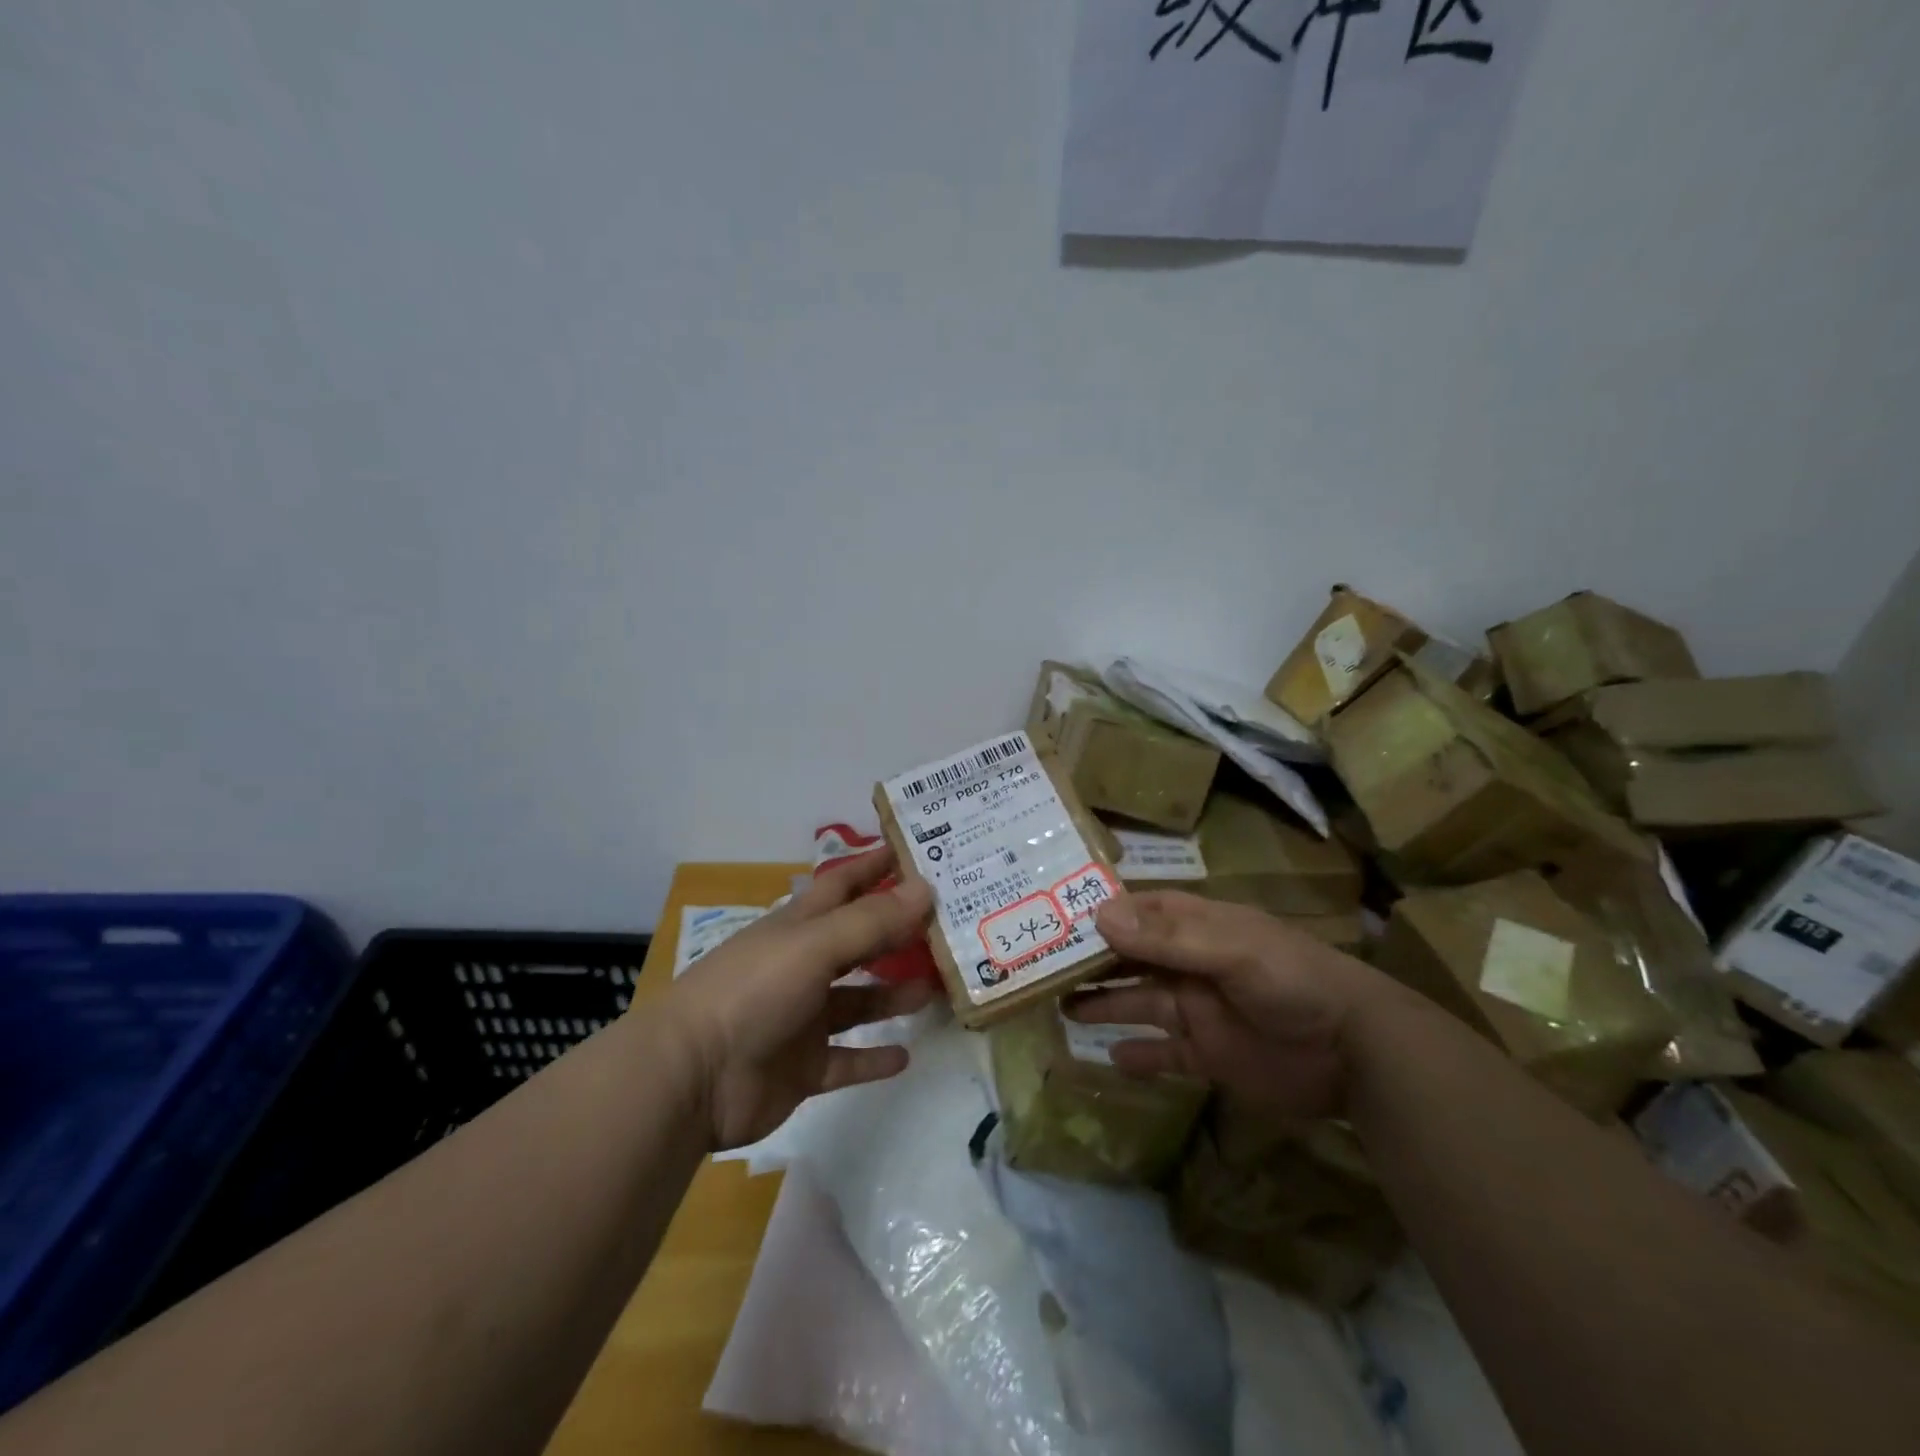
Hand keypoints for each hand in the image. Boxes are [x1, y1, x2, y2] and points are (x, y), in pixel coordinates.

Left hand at [663, 850, 937, 1149]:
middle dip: (896, 932)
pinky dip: (873, 1058)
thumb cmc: (753, 992)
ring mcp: (801, 1019)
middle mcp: (801, 967)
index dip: (874, 866)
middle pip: (857, 942)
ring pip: (857, 1001)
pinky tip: (906, 1055)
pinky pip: (846, 1059)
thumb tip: (925, 888)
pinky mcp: (801, 1068)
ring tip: (934, 989)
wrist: (691, 1079)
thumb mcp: (814, 946)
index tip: (915, 852)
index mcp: (797, 928)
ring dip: (892, 995)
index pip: (842, 885)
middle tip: (947, 925)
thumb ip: (871, 921)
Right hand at [1067, 891, 1385, 1126]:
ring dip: (1102, 1004)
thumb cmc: (1293, 982)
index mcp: (1194, 928)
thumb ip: (1167, 938)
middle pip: (1128, 958)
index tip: (1049, 918)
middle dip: (1089, 962)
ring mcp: (1196, 1010)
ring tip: (1060, 1008)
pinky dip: (1138, 1057)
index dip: (1096, 914)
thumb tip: (1098, 917)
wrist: (1356, 1054)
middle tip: (1040, 969)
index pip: (1135, 913)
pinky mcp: (1207, 1055)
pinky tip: (1109, 1060)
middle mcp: (1188, 964)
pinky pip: (1162, 1054)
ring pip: (1137, 1003)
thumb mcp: (1231, 951)